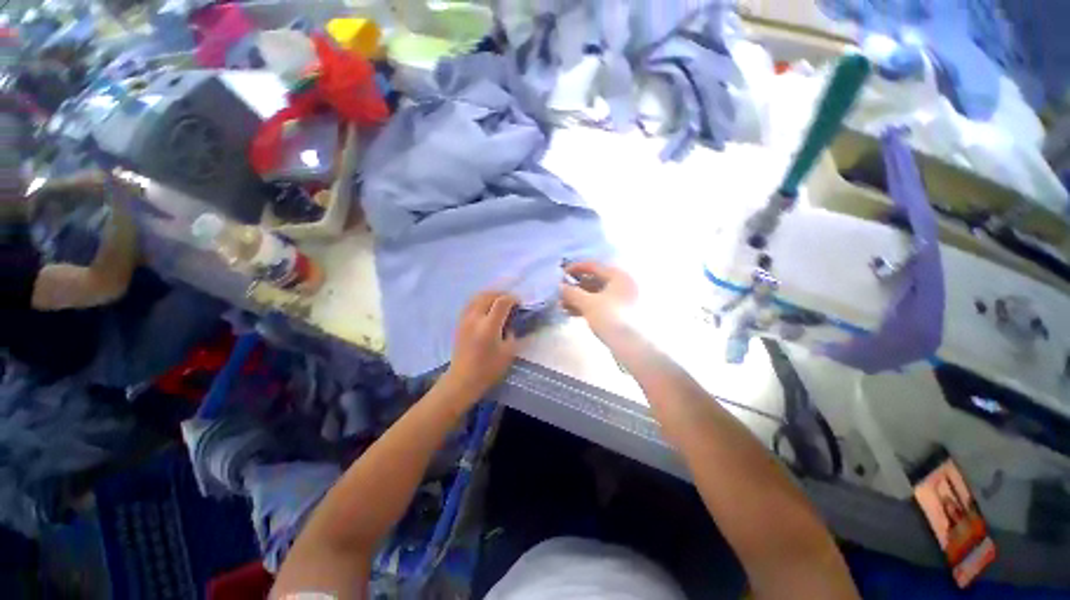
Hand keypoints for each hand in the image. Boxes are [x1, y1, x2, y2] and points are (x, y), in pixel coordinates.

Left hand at [442, 291, 519, 399]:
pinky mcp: (459, 322)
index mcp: (489, 326)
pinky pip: (470, 303)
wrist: (463, 379)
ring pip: (477, 297)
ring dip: (490, 295)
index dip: (513, 299)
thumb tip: (511, 323)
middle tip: (511, 301)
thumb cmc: (488, 369)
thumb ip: (512, 334)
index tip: (520, 304)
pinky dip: (480, 300)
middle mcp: (475, 318)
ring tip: (499, 301)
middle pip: (488, 295)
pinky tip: (486, 308)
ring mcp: (465, 319)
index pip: (502, 301)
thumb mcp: (508, 353)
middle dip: (501, 294)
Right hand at [560, 262, 638, 340]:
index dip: (575, 268)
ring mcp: (624, 299)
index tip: (560, 273)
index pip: (593, 266)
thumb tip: (559, 287)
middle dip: (575, 287)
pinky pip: (601, 304)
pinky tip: (571, 313)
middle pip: (595, 280)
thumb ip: (572, 292)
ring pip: (596, 294)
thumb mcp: (588, 303)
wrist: (632, 346)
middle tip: (560, 292)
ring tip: (561, 305)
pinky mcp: (621, 313)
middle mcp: (623, 283)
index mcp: (619, 275)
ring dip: (578, 298)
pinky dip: (586, 307)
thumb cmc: (611, 318)